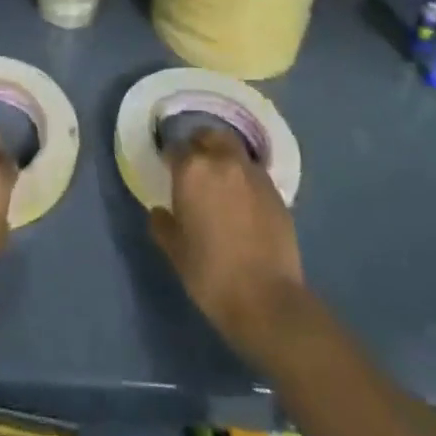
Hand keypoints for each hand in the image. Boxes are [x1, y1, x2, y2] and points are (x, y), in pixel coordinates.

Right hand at [151, 128, 310, 363]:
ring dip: (225, 157)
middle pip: (210, 136)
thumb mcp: (176, 252)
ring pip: (235, 150)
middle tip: (195, 164)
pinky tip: (243, 200)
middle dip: (200, 144)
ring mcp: (253, 174)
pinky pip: (254, 173)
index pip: (176, 148)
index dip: (171, 157)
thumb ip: (163, 225)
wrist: (267, 300)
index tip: (168, 169)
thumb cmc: (211, 274)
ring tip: (221, 180)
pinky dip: (245, 177)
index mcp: (192, 170)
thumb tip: (159, 212)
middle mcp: (223, 161)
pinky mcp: (276, 191)